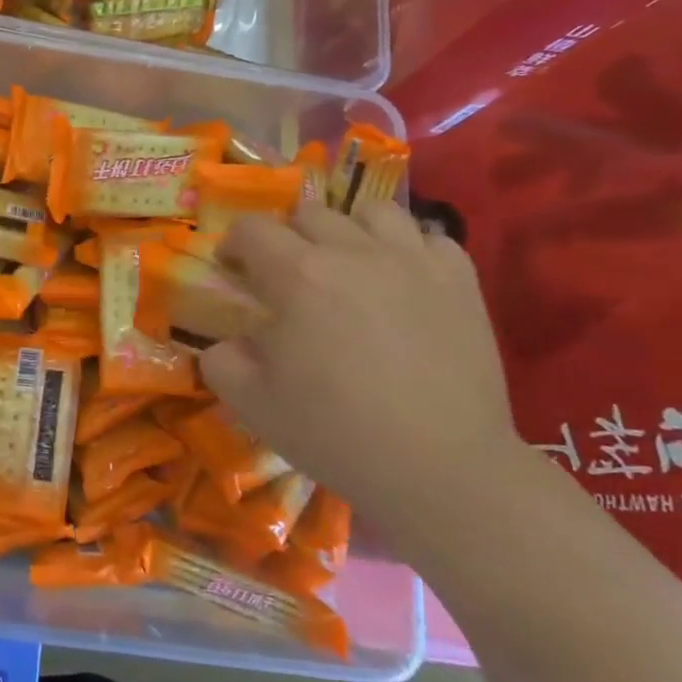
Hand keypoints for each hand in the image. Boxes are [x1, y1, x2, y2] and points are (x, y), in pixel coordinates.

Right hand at [199, 201, 525, 541]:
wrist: (442, 469)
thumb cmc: (337, 433)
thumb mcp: (252, 404)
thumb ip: (221, 361)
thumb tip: (226, 342)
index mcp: (297, 275)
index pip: (252, 228)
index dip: (234, 245)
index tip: (234, 271)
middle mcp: (353, 252)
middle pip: (309, 213)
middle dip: (288, 237)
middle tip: (289, 277)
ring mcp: (413, 261)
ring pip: (372, 211)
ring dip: (350, 230)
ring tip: (350, 266)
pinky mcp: (461, 281)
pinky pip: (431, 238)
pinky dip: (410, 250)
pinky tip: (404, 281)